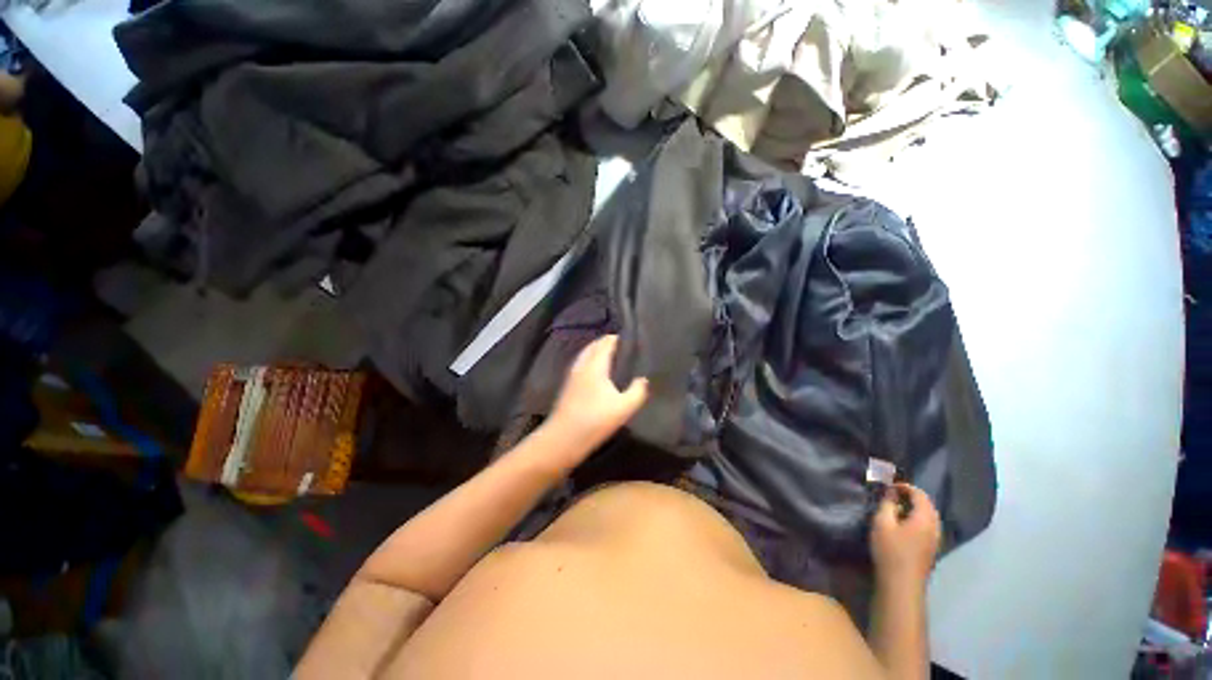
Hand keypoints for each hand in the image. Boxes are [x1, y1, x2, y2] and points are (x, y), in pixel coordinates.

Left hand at [545, 335, 648, 455]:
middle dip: (607, 343)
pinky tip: (597, 373)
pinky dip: (591, 361)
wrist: (563, 438)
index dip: (617, 338)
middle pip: (594, 346)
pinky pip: (581, 364)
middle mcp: (582, 365)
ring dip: (597, 351)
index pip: (606, 343)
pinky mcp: (568, 386)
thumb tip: (643, 379)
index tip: (630, 339)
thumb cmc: (595, 420)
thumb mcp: (624, 408)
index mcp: (595, 365)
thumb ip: (638, 392)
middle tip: (623, 346)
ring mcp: (572, 375)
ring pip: (586, 355)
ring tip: (612, 357)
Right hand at [870, 483, 941, 590]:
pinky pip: (928, 526)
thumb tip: (891, 493)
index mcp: (925, 518)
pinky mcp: (931, 549)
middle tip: (892, 496)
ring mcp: (935, 539)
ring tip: (896, 509)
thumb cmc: (891, 550)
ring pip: (929, 517)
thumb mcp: (882, 523)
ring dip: (914, 509)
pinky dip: (917, 519)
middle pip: (927, 505)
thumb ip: (887, 505)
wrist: (902, 583)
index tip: (889, 486)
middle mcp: (935, 527)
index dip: (905, 487)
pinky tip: (903, 525)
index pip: (920, 495)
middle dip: (911, 497)